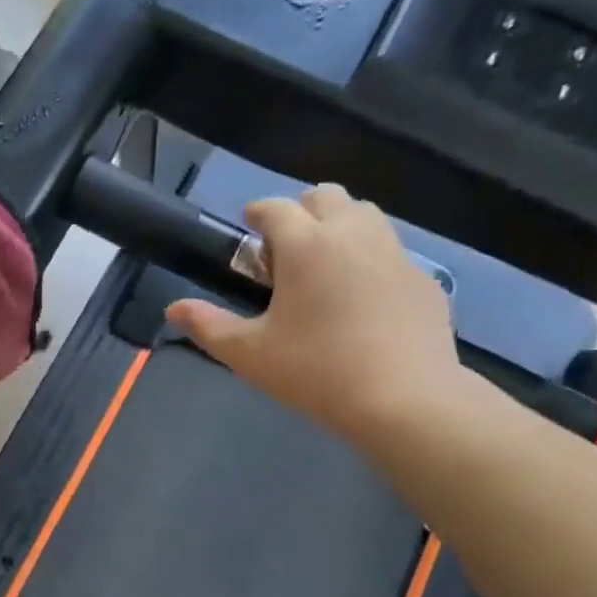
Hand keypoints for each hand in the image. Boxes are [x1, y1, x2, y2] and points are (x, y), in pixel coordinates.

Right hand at [165, 184, 463, 454]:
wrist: (404, 400)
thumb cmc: (316, 371)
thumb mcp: (249, 354)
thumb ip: (207, 326)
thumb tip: (173, 309)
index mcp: (306, 244)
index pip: (275, 208)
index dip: (257, 214)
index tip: (248, 230)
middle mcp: (353, 234)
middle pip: (325, 197)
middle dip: (301, 212)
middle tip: (285, 253)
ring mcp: (396, 254)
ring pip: (364, 217)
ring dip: (338, 228)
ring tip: (323, 270)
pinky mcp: (424, 280)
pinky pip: (391, 254)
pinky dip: (370, 262)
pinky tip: (362, 303)